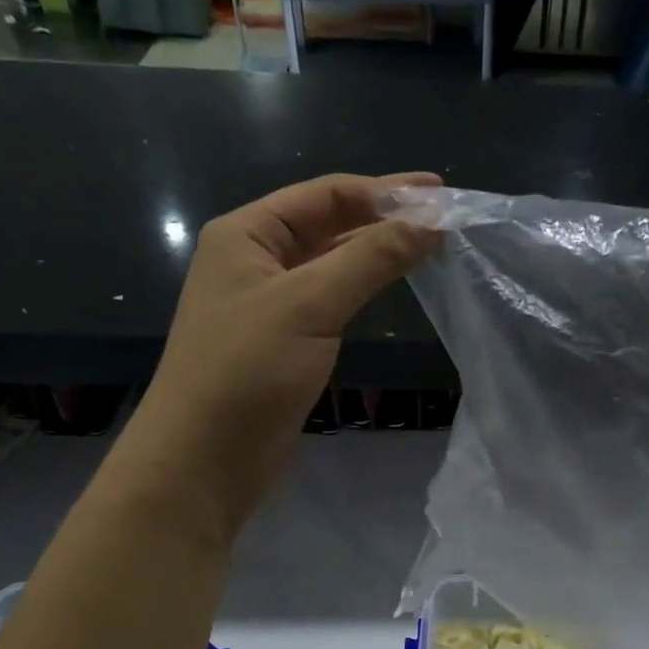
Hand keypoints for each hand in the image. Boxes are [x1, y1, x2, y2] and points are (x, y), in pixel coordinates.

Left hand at [133, 172, 439, 542]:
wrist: (205, 458)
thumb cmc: (247, 370)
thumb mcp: (310, 304)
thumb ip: (371, 259)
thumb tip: (431, 223)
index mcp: (246, 234)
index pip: (325, 195)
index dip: (384, 191)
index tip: (440, 194)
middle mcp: (255, 261)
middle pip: (328, 225)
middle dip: (383, 219)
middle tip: (443, 221)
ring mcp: (269, 304)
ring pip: (331, 265)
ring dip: (376, 254)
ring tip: (429, 248)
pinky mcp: (284, 343)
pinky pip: (330, 302)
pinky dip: (363, 290)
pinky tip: (392, 289)